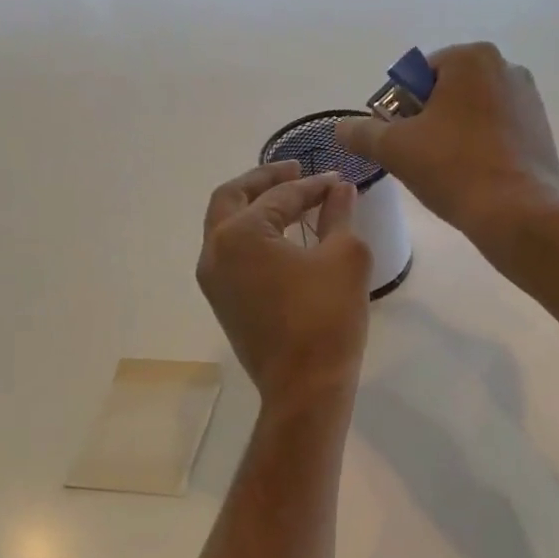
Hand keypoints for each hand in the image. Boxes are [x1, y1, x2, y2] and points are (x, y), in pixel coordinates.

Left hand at [198, 161, 371, 409]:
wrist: (305, 387)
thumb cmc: (327, 318)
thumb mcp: (345, 257)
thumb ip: (339, 215)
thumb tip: (340, 189)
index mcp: (240, 234)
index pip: (279, 195)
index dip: (312, 184)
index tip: (338, 180)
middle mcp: (214, 251)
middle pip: (231, 198)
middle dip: (264, 180)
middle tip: (295, 170)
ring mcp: (213, 280)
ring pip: (225, 227)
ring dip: (254, 208)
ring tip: (290, 201)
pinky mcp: (222, 302)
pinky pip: (231, 254)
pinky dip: (252, 236)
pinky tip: (282, 239)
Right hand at [334, 42, 558, 247]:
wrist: (518, 213)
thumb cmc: (454, 169)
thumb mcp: (395, 149)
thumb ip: (363, 133)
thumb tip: (340, 127)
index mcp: (470, 58)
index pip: (416, 76)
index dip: (399, 110)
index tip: (398, 143)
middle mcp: (505, 67)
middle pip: (446, 93)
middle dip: (427, 123)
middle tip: (418, 160)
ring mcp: (528, 99)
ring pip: (471, 114)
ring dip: (452, 137)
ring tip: (445, 173)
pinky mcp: (541, 131)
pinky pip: (496, 133)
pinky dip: (479, 149)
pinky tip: (472, 178)